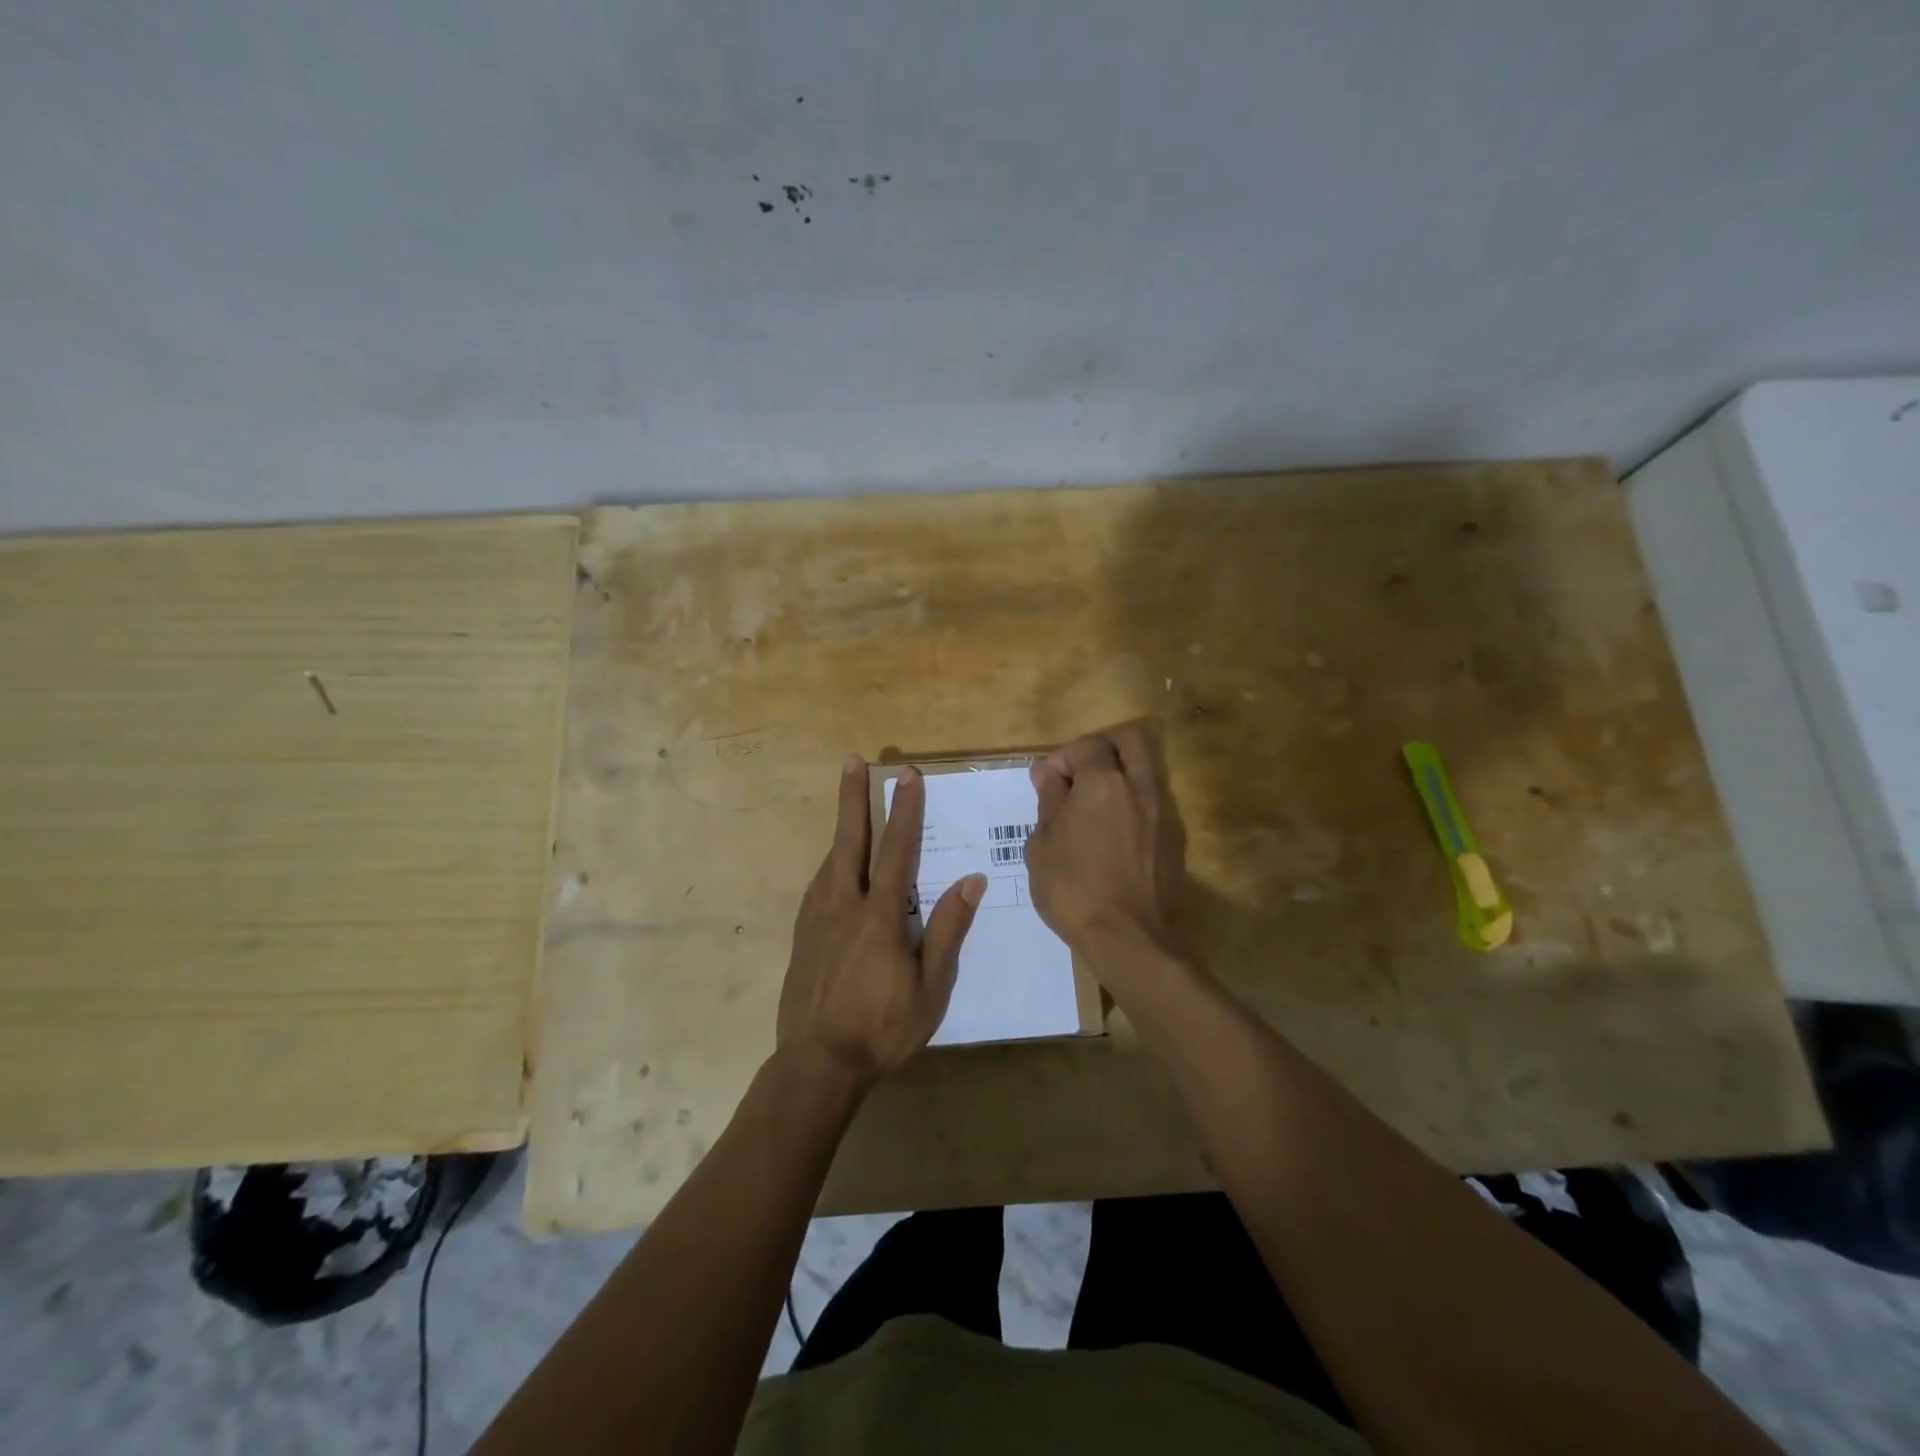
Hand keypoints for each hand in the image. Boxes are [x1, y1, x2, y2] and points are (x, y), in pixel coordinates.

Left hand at [776, 756, 985, 1096]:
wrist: (817, 1064)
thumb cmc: (883, 1028)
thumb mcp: (930, 987)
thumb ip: (948, 930)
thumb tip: (970, 880)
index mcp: (880, 916)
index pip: (897, 851)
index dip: (905, 811)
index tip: (908, 778)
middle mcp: (844, 905)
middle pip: (850, 840)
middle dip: (854, 798)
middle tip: (854, 761)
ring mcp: (817, 918)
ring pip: (830, 859)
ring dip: (842, 826)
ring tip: (849, 802)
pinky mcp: (802, 935)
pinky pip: (818, 884)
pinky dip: (830, 861)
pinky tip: (834, 865)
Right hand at [1025, 722, 1188, 961]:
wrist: (1129, 938)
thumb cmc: (1073, 890)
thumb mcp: (1042, 846)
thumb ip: (1049, 802)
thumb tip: (1049, 775)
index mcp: (1103, 784)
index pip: (1087, 746)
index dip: (1062, 759)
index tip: (1046, 784)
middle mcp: (1139, 788)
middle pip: (1133, 739)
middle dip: (1104, 746)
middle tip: (1081, 773)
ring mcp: (1162, 812)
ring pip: (1147, 769)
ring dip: (1121, 775)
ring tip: (1094, 805)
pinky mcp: (1174, 838)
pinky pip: (1153, 802)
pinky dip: (1132, 803)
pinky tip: (1112, 832)